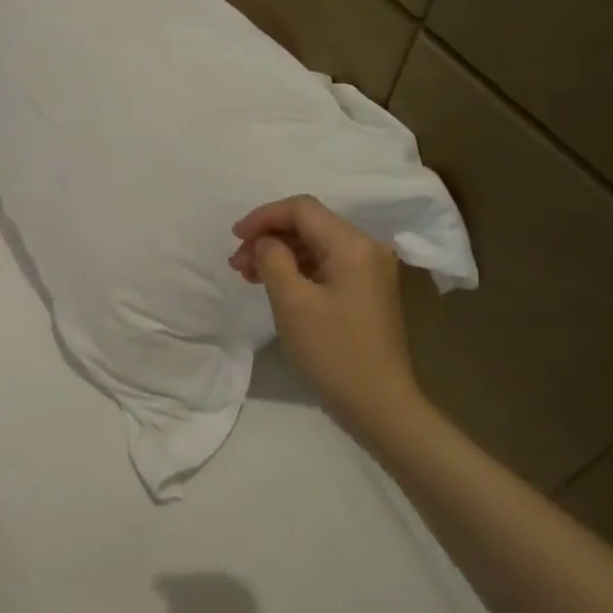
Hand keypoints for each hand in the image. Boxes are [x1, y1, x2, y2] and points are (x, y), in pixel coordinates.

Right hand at [158, 573, 286, 612]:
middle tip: (171, 587)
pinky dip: (224, 593)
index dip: (177, 585)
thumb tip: (174, 608)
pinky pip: (245, 602)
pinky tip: (209, 605)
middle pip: (220, 585)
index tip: (157, 586)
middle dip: (193, 580)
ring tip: (187, 592)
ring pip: (235, 590)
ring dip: (209, 584)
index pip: (200, 594)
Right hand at [228, 195, 425, 444]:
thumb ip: (273, 260)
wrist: (378, 403)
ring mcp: (369, 271)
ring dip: (279, 253)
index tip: (234, 237)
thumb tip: (265, 242)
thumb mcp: (292, 302)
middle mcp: (366, 249)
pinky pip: (325, 266)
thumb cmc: (332, 351)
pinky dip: (296, 269)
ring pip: (315, 245)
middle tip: (236, 263)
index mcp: (352, 245)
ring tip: (247, 274)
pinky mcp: (365, 291)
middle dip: (269, 237)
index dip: (264, 217)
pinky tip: (273, 284)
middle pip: (309, 225)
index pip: (302, 209)